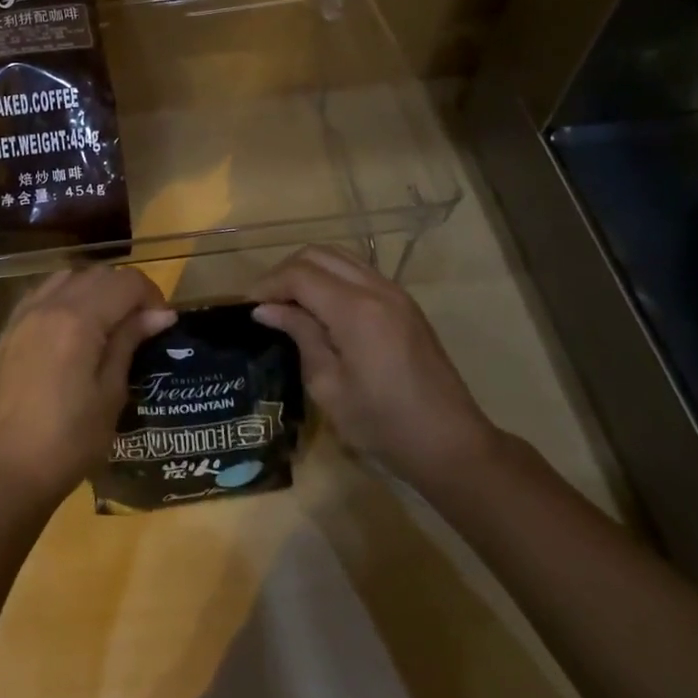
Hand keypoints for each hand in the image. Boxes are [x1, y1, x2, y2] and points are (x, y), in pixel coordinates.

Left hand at [0, 267, 175, 510]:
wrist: (7, 470)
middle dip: (126, 291)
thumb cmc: (69, 440)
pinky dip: (67, 297)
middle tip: (142, 325)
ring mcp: (24, 314)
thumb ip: (129, 342)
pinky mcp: (10, 329)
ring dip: (95, 290)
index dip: (152, 296)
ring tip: (108, 324)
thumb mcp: (110, 393)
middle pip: (98, 274)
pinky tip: (74, 328)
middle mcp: (49, 304)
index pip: (126, 282)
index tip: (163, 324)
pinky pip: (43, 293)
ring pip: (69, 278)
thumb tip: (160, 314)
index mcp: (78, 319)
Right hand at [250, 245, 496, 488]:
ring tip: (289, 302)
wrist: (450, 443)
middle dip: (285, 272)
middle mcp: (376, 289)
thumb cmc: (382, 424)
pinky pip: (358, 272)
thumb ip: (300, 336)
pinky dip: (331, 277)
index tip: (247, 307)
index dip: (268, 285)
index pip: (299, 274)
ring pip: (339, 257)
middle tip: (266, 303)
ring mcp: (395, 293)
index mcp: (355, 310)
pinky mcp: (404, 304)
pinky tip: (320, 308)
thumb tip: (266, 310)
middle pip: (318, 255)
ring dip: (309, 271)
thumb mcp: (328, 386)